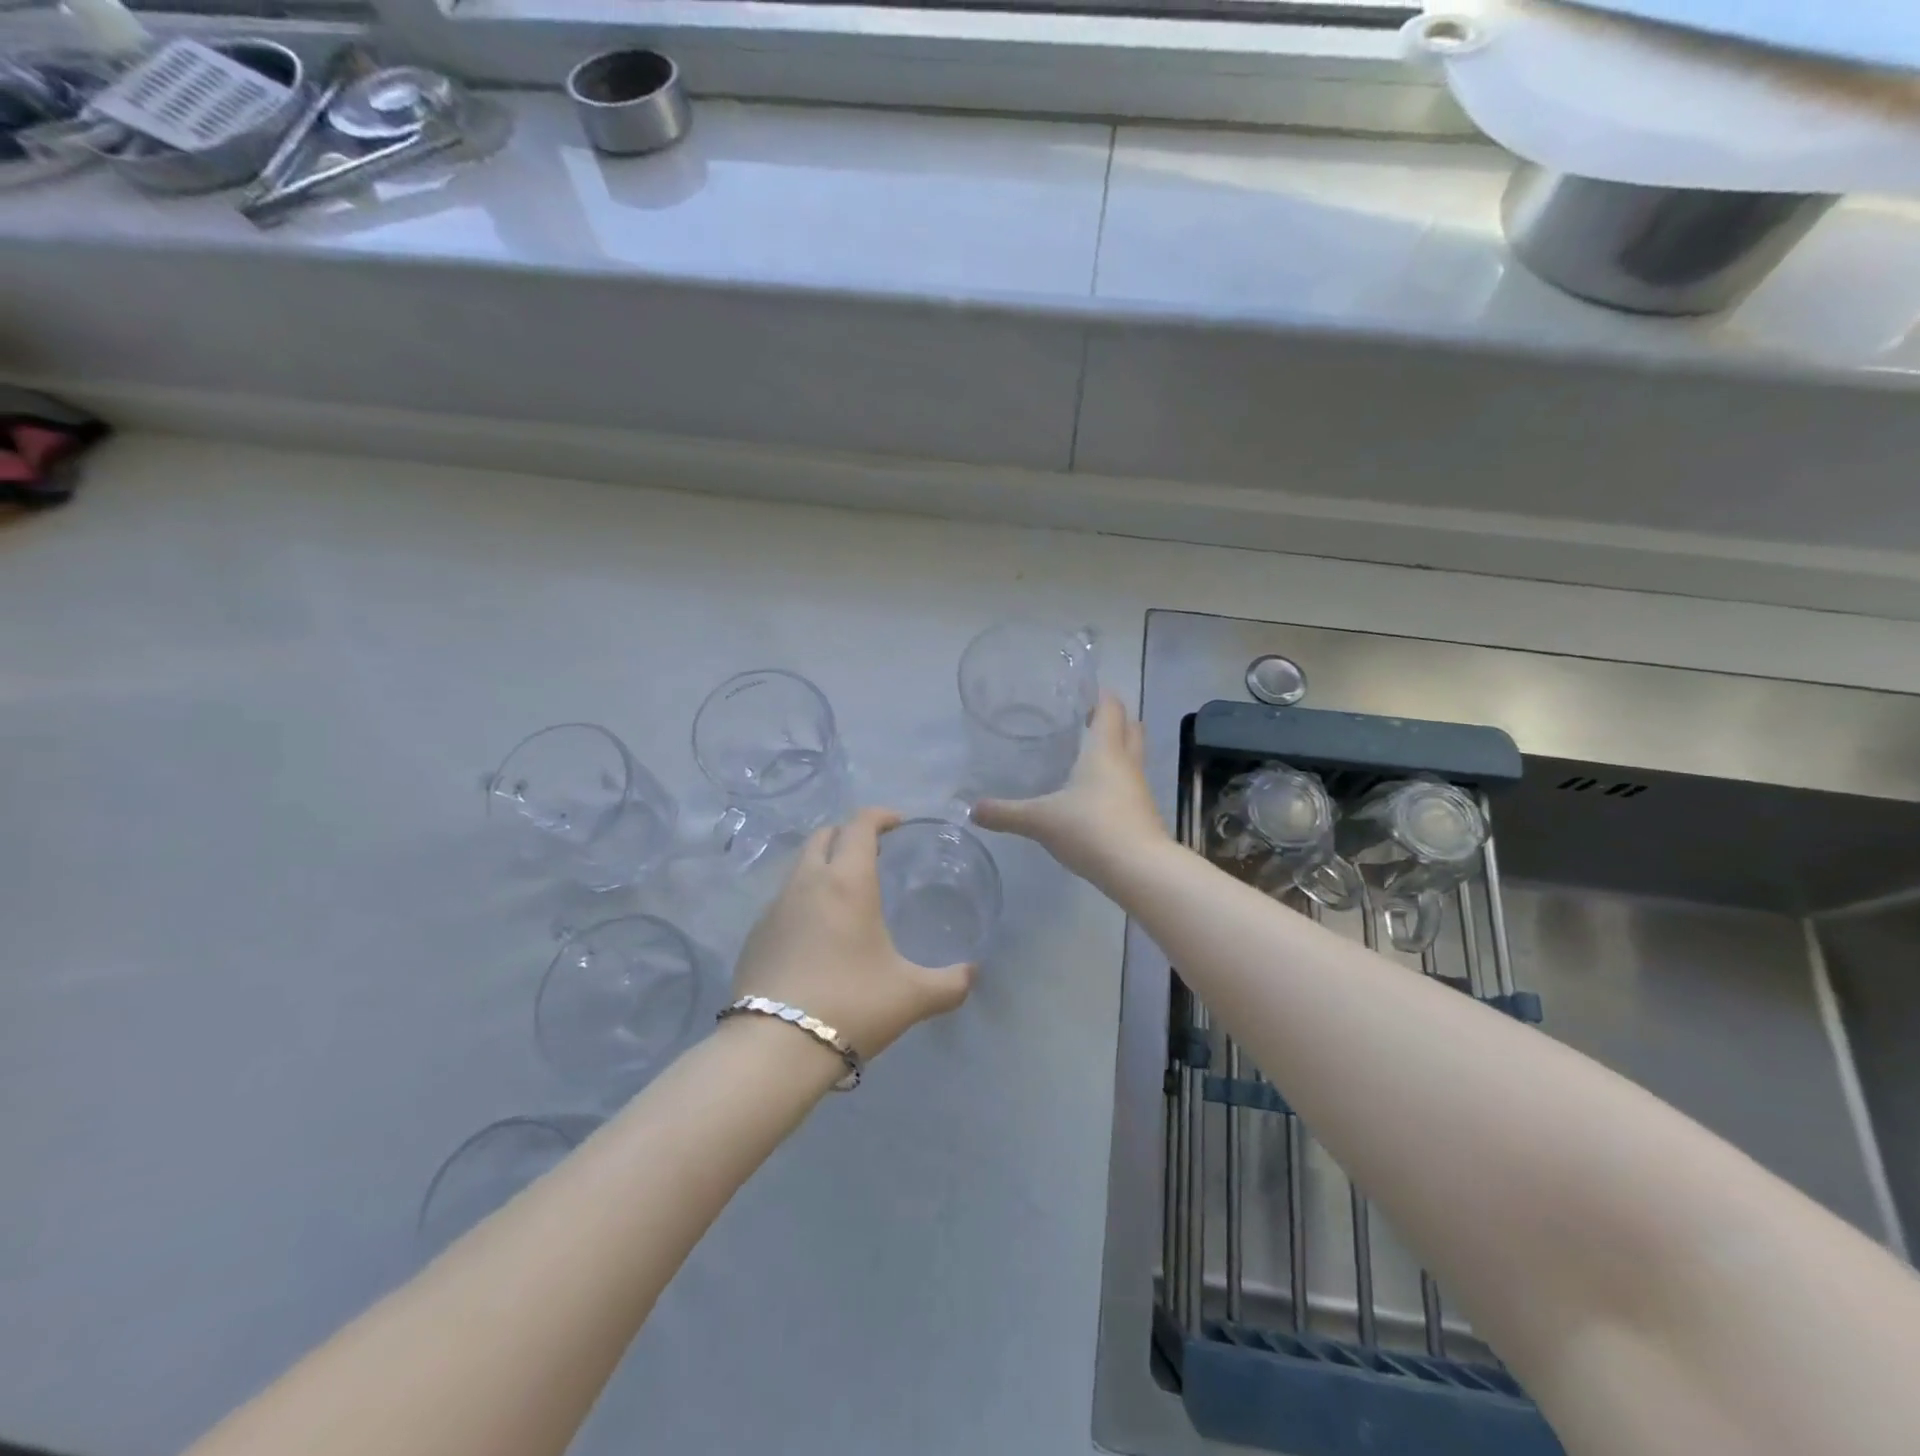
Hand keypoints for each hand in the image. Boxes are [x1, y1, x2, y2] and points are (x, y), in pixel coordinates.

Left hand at [729, 807, 973, 1059]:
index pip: (860, 825)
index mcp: (847, 882)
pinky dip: (803, 898)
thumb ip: (951, 983)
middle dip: (848, 834)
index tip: (897, 824)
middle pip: (824, 836)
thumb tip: (973, 974)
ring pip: (799, 866)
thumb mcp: (913, 996)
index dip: (880, 816)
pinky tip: (816, 933)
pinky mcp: (755, 934)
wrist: (775, 1047)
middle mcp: (807, 882)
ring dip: (823, 864)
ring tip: (845, 893)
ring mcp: (774, 907)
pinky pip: (782, 900)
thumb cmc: (852, 1005)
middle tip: (872, 854)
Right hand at [972, 693, 1169, 882]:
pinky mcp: (1143, 814)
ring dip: (1116, 751)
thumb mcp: (1040, 820)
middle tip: (1085, 721)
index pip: (1111, 708)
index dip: (1100, 695)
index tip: (1081, 692)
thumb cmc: (1090, 829)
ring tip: (1085, 757)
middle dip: (1112, 720)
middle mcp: (1127, 763)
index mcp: (1105, 750)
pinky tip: (1093, 796)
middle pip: (1130, 727)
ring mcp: (1139, 789)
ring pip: (1132, 757)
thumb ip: (1005, 813)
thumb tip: (971, 810)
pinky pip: (1130, 786)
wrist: (1139, 870)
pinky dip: (1116, 781)